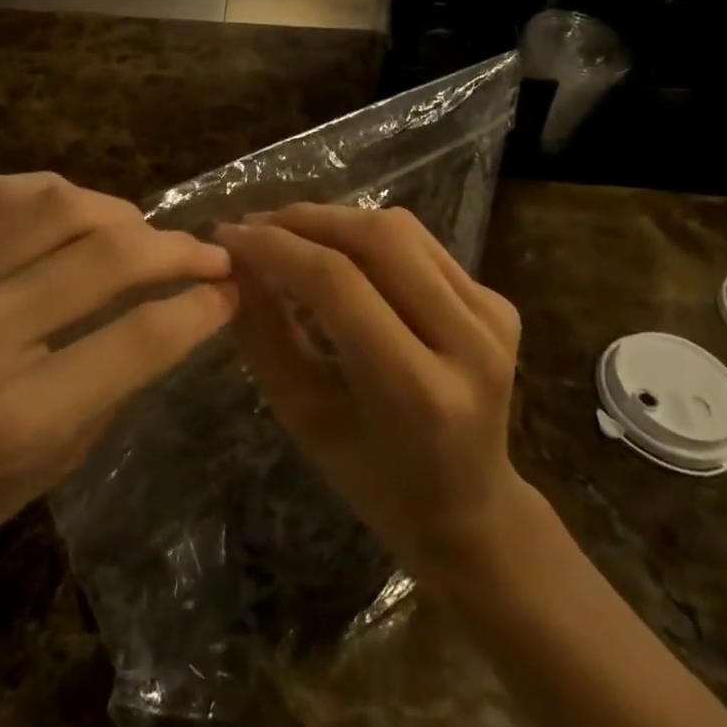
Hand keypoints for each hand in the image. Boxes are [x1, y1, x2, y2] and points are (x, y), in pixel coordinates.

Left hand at [0, 173, 236, 612]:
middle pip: (105, 255)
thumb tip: (175, 313)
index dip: (199, 308)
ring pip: (57, 204)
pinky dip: (60, 196)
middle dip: (176, 249)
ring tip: (141, 237)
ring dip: (119, 212)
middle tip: (208, 255)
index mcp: (14, 416)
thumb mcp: (43, 471)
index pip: (138, 338)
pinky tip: (78, 218)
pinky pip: (4, 193)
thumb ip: (113, 383)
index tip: (231, 291)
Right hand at [217, 205, 527, 581]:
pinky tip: (333, 249)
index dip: (277, 249)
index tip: (227, 236)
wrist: (470, 507)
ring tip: (285, 230)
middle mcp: (470, 341)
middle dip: (305, 221)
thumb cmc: (374, 479)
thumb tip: (236, 263)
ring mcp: (492, 315)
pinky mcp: (498, 301)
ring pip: (401, 230)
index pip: (339, 285)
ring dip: (334, 219)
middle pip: (378, 239)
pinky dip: (366, 235)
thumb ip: (266, 335)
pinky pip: (420, 244)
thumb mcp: (304, 418)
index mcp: (420, 391)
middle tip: (254, 226)